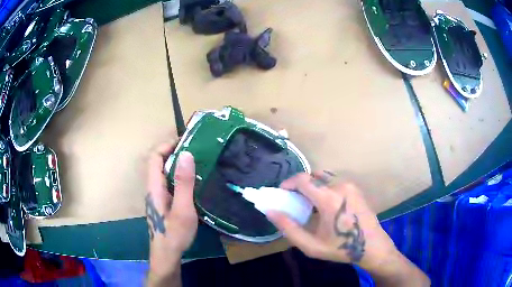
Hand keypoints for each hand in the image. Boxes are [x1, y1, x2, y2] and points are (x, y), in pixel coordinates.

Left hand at [146, 142, 197, 282]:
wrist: (167, 255)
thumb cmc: (174, 234)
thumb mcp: (183, 209)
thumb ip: (184, 183)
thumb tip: (186, 154)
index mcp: (154, 186)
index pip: (154, 157)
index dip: (167, 145)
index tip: (186, 141)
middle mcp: (153, 188)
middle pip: (159, 162)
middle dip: (175, 152)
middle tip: (196, 150)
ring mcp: (158, 196)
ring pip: (164, 173)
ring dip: (178, 164)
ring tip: (198, 162)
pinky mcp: (164, 203)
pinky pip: (170, 183)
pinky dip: (180, 176)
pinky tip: (194, 182)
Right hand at [266, 172, 396, 268]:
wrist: (371, 246)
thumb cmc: (340, 248)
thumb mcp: (311, 245)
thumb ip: (288, 228)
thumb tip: (270, 211)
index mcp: (329, 199)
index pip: (303, 179)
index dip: (288, 183)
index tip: (282, 193)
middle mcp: (340, 186)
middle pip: (313, 175)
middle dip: (300, 185)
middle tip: (295, 201)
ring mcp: (350, 185)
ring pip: (324, 176)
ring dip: (313, 185)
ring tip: (310, 203)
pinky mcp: (355, 188)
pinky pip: (334, 180)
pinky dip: (324, 186)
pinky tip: (326, 205)